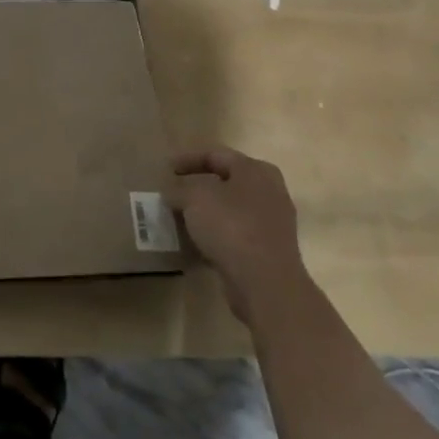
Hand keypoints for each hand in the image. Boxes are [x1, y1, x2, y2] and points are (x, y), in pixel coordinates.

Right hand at [164, 147, 301, 320]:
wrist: (266, 283)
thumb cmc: (231, 227)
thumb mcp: (195, 198)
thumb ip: (179, 189)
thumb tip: (172, 192)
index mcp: (255, 170)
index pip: (216, 155)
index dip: (187, 159)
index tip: (165, 169)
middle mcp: (269, 191)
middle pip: (226, 182)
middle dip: (198, 186)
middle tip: (175, 191)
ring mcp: (272, 223)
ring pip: (231, 209)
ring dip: (206, 212)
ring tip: (181, 218)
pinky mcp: (269, 250)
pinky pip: (236, 234)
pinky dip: (216, 235)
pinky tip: (196, 243)